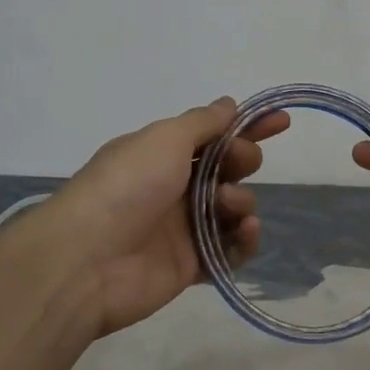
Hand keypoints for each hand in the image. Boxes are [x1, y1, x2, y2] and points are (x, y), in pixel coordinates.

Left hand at [48, 97, 288, 337]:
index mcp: (162, 153)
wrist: (88, 259)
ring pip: (231, 208)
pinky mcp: (191, 265)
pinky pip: (230, 250)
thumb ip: (202, 122)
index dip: (247, 127)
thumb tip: (228, 104)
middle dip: (242, 160)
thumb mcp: (164, 138)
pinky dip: (244, 239)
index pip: (213, 134)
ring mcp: (182, 227)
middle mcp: (173, 186)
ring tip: (227, 205)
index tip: (281, 122)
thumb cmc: (127, 185)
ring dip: (240, 200)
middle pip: (226, 169)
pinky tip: (246, 230)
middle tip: (238, 164)